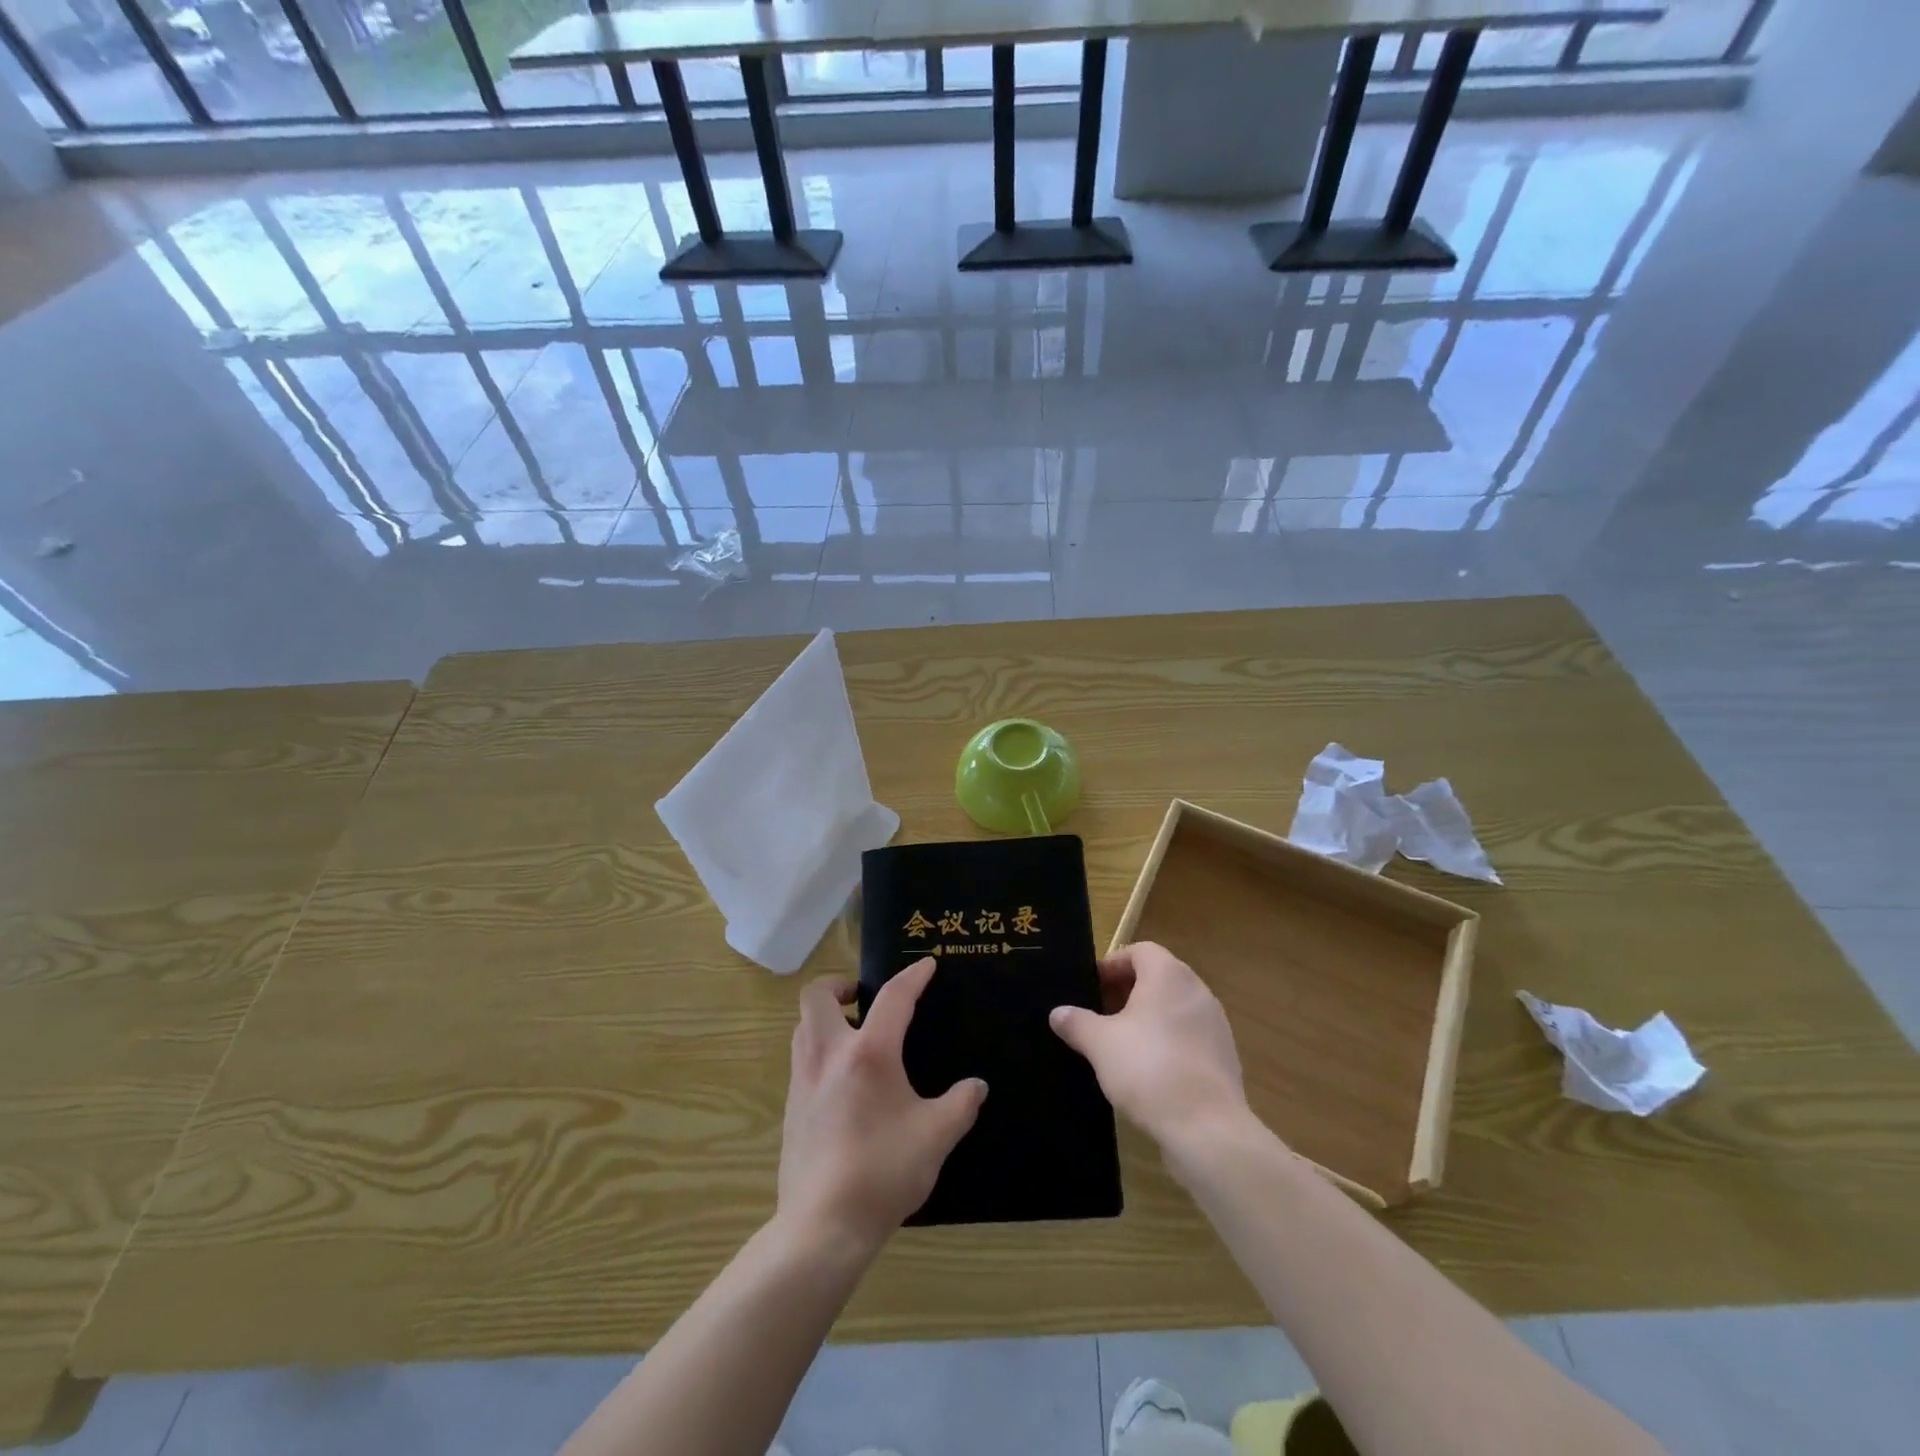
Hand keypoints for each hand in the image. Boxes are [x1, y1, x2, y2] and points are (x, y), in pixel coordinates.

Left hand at [778, 958, 986, 1257]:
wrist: (823, 1226)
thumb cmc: (883, 1171)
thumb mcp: (936, 1137)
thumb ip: (960, 1104)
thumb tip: (976, 1086)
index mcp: (869, 1053)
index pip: (893, 998)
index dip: (912, 977)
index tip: (926, 965)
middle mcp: (829, 1055)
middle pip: (817, 996)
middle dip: (840, 985)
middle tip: (864, 998)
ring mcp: (803, 1080)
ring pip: (803, 1026)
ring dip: (826, 1017)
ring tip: (854, 1035)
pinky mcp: (790, 1107)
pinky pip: (801, 1058)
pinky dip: (819, 1050)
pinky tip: (842, 1081)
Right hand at [1049, 942, 1253, 1154]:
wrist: (1207, 1128)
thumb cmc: (1148, 1069)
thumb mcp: (1099, 1044)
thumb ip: (1077, 1022)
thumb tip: (1058, 1013)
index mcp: (1168, 975)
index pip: (1140, 951)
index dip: (1113, 965)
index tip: (1092, 987)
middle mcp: (1197, 990)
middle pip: (1158, 977)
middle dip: (1127, 992)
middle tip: (1100, 1014)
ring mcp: (1215, 1024)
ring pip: (1174, 1008)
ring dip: (1148, 1018)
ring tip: (1120, 1044)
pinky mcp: (1224, 1056)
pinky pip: (1189, 1036)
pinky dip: (1167, 1042)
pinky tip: (1148, 1071)